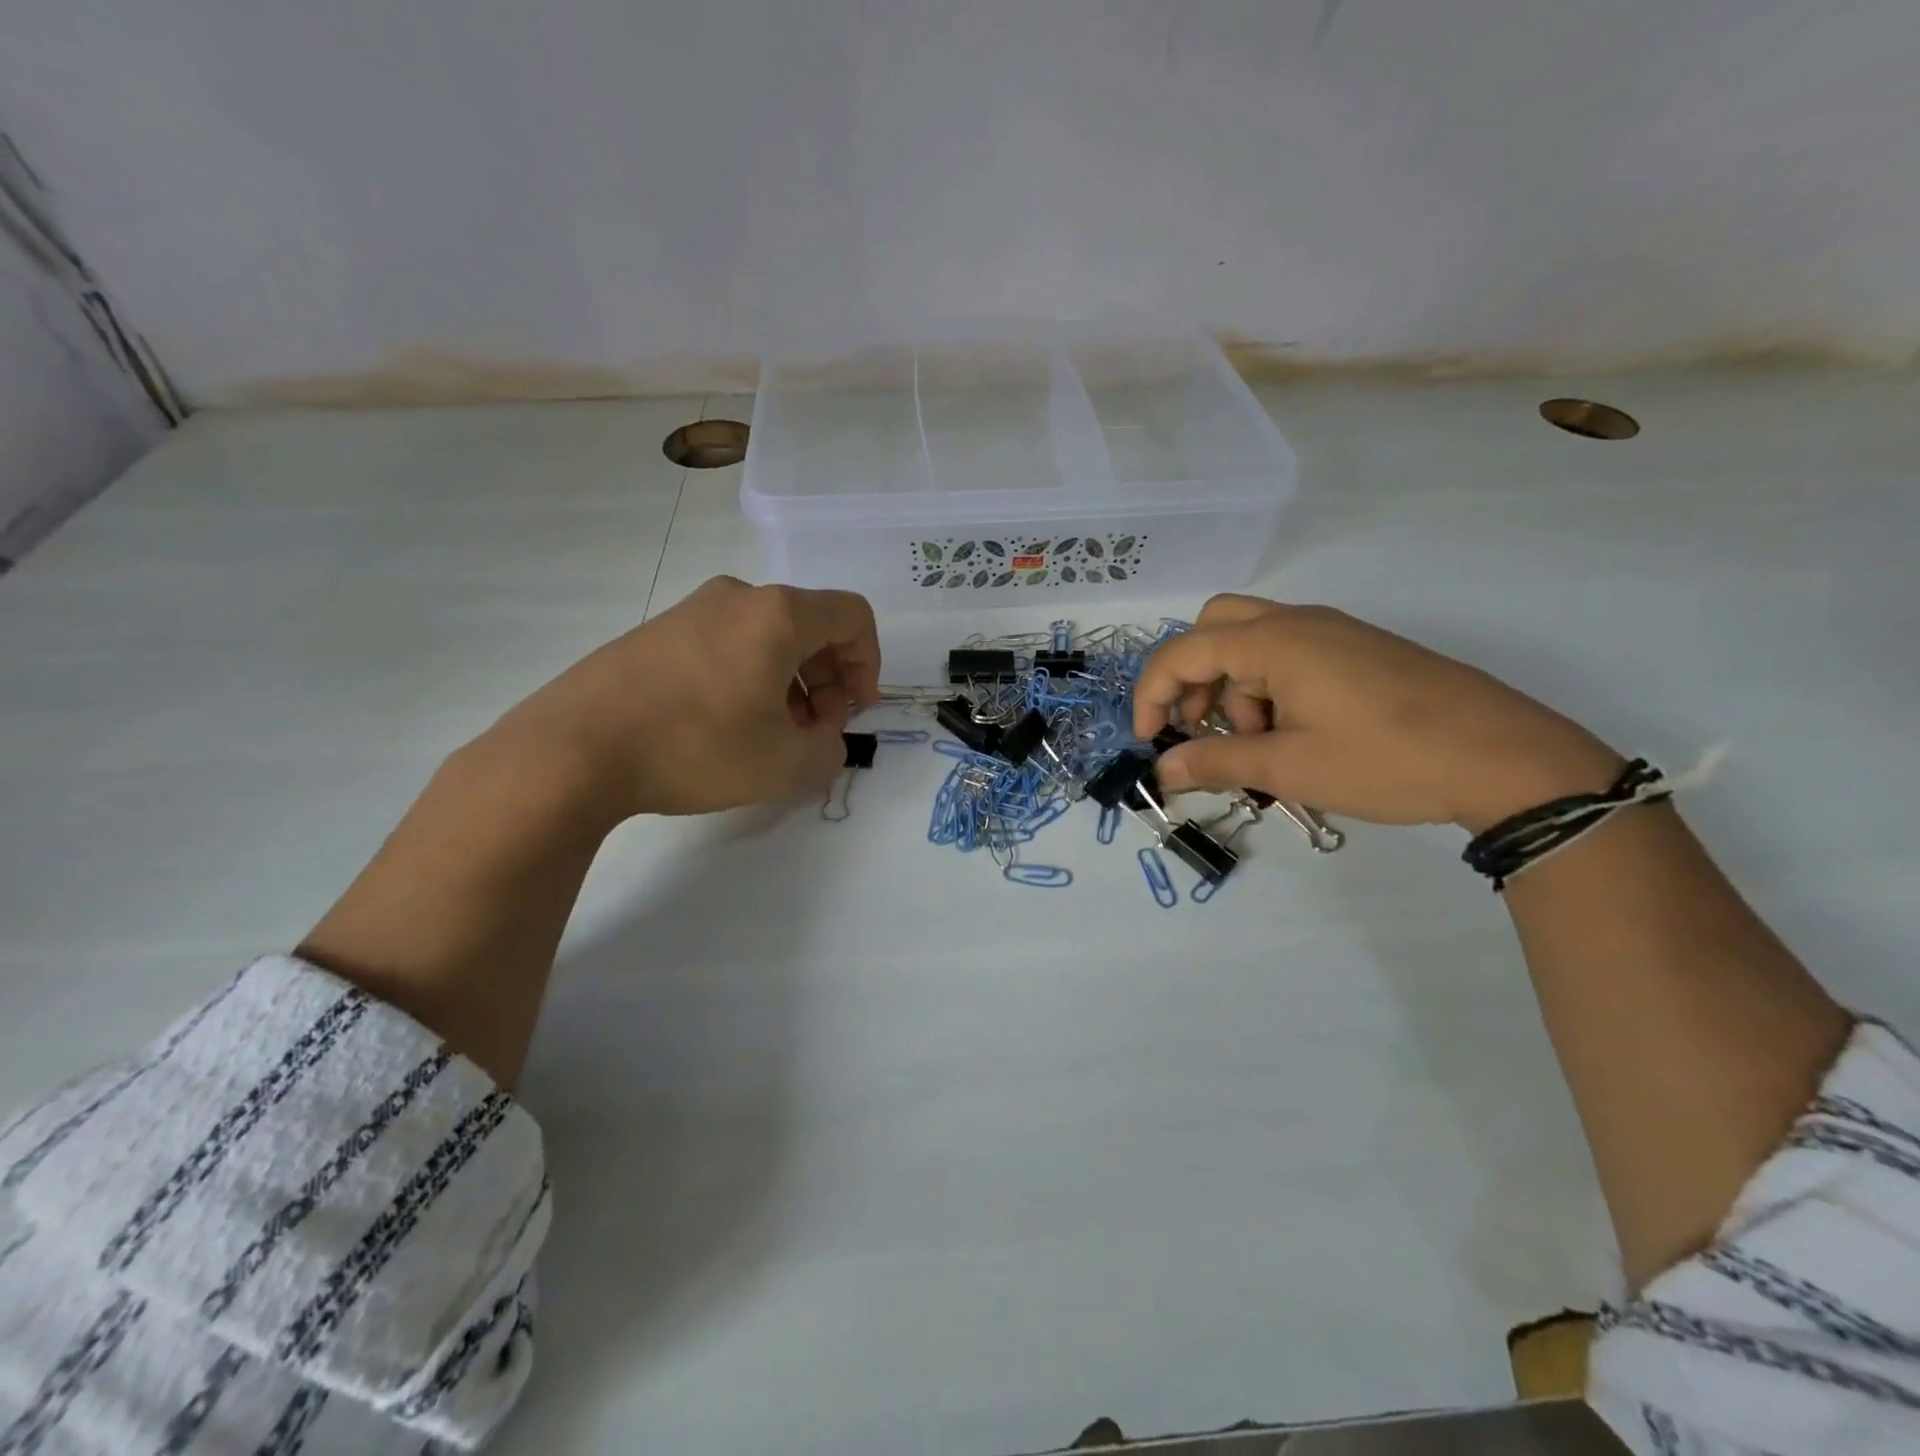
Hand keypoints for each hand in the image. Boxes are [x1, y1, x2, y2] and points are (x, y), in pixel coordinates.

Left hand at [488, 576, 881, 818]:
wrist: (573, 749)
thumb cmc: (697, 747)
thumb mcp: (787, 764)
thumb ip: (829, 749)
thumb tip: (822, 734)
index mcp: (778, 614)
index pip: (853, 616)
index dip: (869, 664)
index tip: (855, 711)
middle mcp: (737, 598)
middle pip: (810, 626)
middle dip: (827, 679)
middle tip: (815, 730)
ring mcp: (690, 611)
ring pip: (766, 638)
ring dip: (788, 683)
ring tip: (771, 736)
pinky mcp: (655, 633)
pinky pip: (725, 646)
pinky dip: (747, 679)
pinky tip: (725, 727)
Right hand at [1133, 595, 1621, 831]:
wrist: (1505, 758)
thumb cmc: (1385, 759)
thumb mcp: (1289, 767)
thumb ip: (1216, 763)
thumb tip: (1162, 772)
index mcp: (1275, 640)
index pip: (1183, 652)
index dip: (1152, 695)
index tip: (1150, 742)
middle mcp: (1299, 622)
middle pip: (1214, 627)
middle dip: (1193, 677)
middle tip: (1200, 726)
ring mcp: (1334, 633)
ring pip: (1253, 643)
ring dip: (1234, 688)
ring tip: (1260, 746)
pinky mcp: (1360, 651)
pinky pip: (1290, 655)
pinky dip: (1269, 688)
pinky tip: (1294, 735)